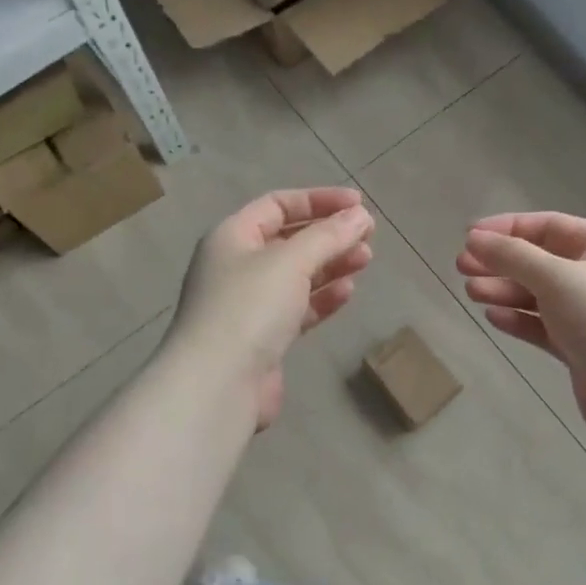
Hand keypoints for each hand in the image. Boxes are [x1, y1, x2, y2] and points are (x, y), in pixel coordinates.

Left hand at [170, 187, 374, 429]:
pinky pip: (297, 308)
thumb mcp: (290, 261)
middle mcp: (236, 266)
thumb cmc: (249, 308)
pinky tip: (347, 292)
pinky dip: (322, 298)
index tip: (358, 205)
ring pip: (296, 275)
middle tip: (367, 237)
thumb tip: (360, 216)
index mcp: (232, 237)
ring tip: (365, 260)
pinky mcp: (263, 338)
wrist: (218, 384)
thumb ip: (328, 236)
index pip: (278, 205)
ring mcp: (248, 304)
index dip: (319, 200)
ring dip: (331, 265)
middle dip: (329, 235)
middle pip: (289, 240)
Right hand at [457, 212, 585, 438]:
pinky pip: (543, 326)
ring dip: (505, 291)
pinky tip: (493, 318)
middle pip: (540, 261)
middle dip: (500, 262)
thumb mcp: (554, 277)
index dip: (507, 228)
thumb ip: (511, 256)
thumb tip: (473, 239)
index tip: (469, 237)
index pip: (547, 226)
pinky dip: (518, 320)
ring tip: (471, 292)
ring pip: (538, 295)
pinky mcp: (581, 348)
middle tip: (461, 267)